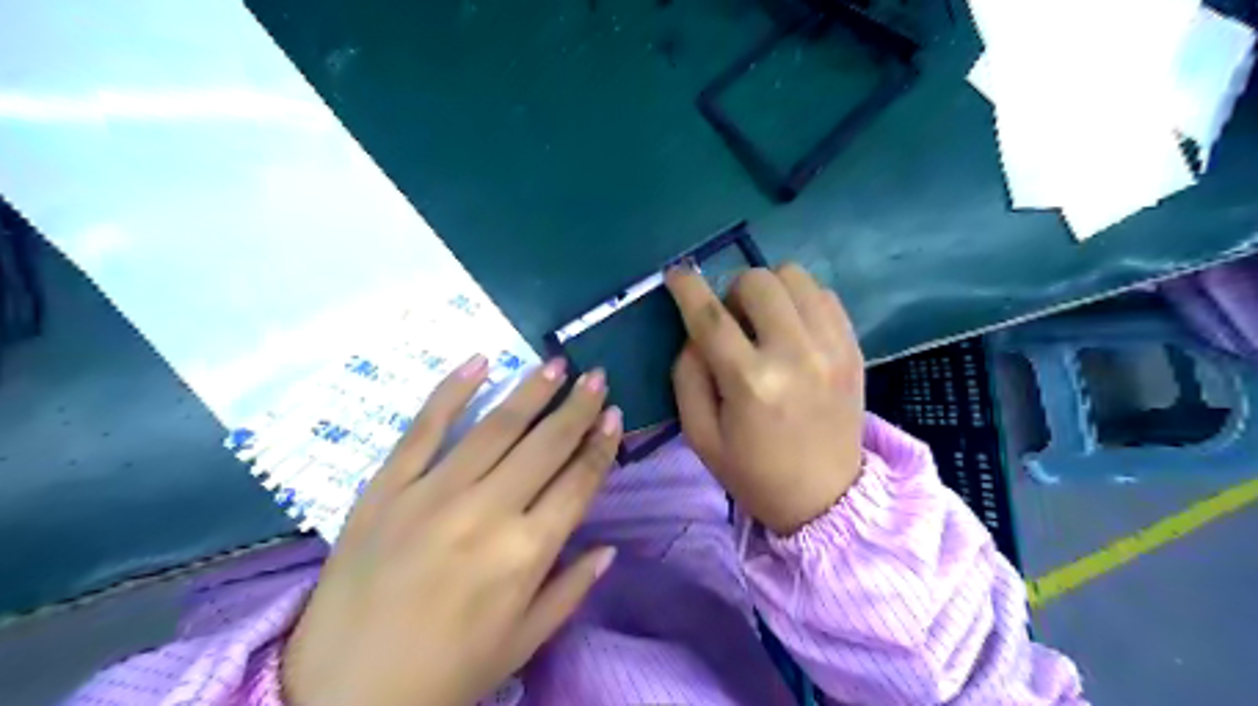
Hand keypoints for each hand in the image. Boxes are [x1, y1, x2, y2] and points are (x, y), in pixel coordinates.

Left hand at [281, 355, 620, 705]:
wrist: (341, 696)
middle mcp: (487, 512)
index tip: (614, 415)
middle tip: (595, 376)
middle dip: (577, 407)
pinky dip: (451, 391)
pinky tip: (479, 362)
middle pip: (545, 445)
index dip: (600, 445)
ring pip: (495, 427)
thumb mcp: (522, 643)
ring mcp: (433, 493)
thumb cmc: (444, 673)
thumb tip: (609, 548)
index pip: (578, 482)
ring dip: (530, 391)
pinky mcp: (386, 488)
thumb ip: (571, 590)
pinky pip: (423, 428)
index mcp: (526, 553)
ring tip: (556, 364)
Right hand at [669, 261, 866, 534]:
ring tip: (764, 322)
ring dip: (769, 291)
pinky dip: (800, 300)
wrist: (825, 497)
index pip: (710, 316)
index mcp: (751, 382)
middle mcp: (795, 354)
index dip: (686, 287)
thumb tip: (695, 332)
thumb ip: (687, 375)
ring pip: (795, 276)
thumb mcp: (700, 434)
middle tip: (731, 322)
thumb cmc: (753, 472)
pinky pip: (824, 294)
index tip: (676, 274)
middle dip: (731, 292)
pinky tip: (793, 328)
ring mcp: (831, 347)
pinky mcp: (853, 348)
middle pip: (757, 281)